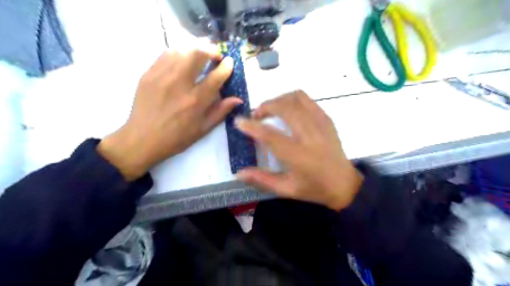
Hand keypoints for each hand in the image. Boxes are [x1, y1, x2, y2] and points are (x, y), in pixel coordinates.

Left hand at [97, 48, 241, 179]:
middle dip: (211, 50)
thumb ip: (221, 112)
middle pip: (198, 54)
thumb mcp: (203, 129)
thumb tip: (238, 99)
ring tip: (200, 55)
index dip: (226, 67)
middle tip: (216, 55)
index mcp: (195, 101)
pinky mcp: (148, 74)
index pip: (216, 77)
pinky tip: (182, 59)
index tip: (230, 62)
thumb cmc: (176, 138)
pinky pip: (165, 54)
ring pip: (182, 50)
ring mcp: (162, 76)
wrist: (142, 139)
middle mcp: (180, 84)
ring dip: (195, 49)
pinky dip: (178, 52)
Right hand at [235, 90, 361, 211]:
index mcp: (298, 156)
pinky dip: (293, 100)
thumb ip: (262, 180)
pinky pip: (308, 100)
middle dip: (265, 106)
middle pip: (285, 108)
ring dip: (279, 100)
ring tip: (271, 109)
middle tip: (256, 115)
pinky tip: (288, 110)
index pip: (270, 136)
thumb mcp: (286, 190)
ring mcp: (321, 124)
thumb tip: (239, 173)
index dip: (251, 126)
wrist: (344, 184)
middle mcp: (310, 136)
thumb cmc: (314, 188)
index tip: (239, 121)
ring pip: (296, 98)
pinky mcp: (327, 119)